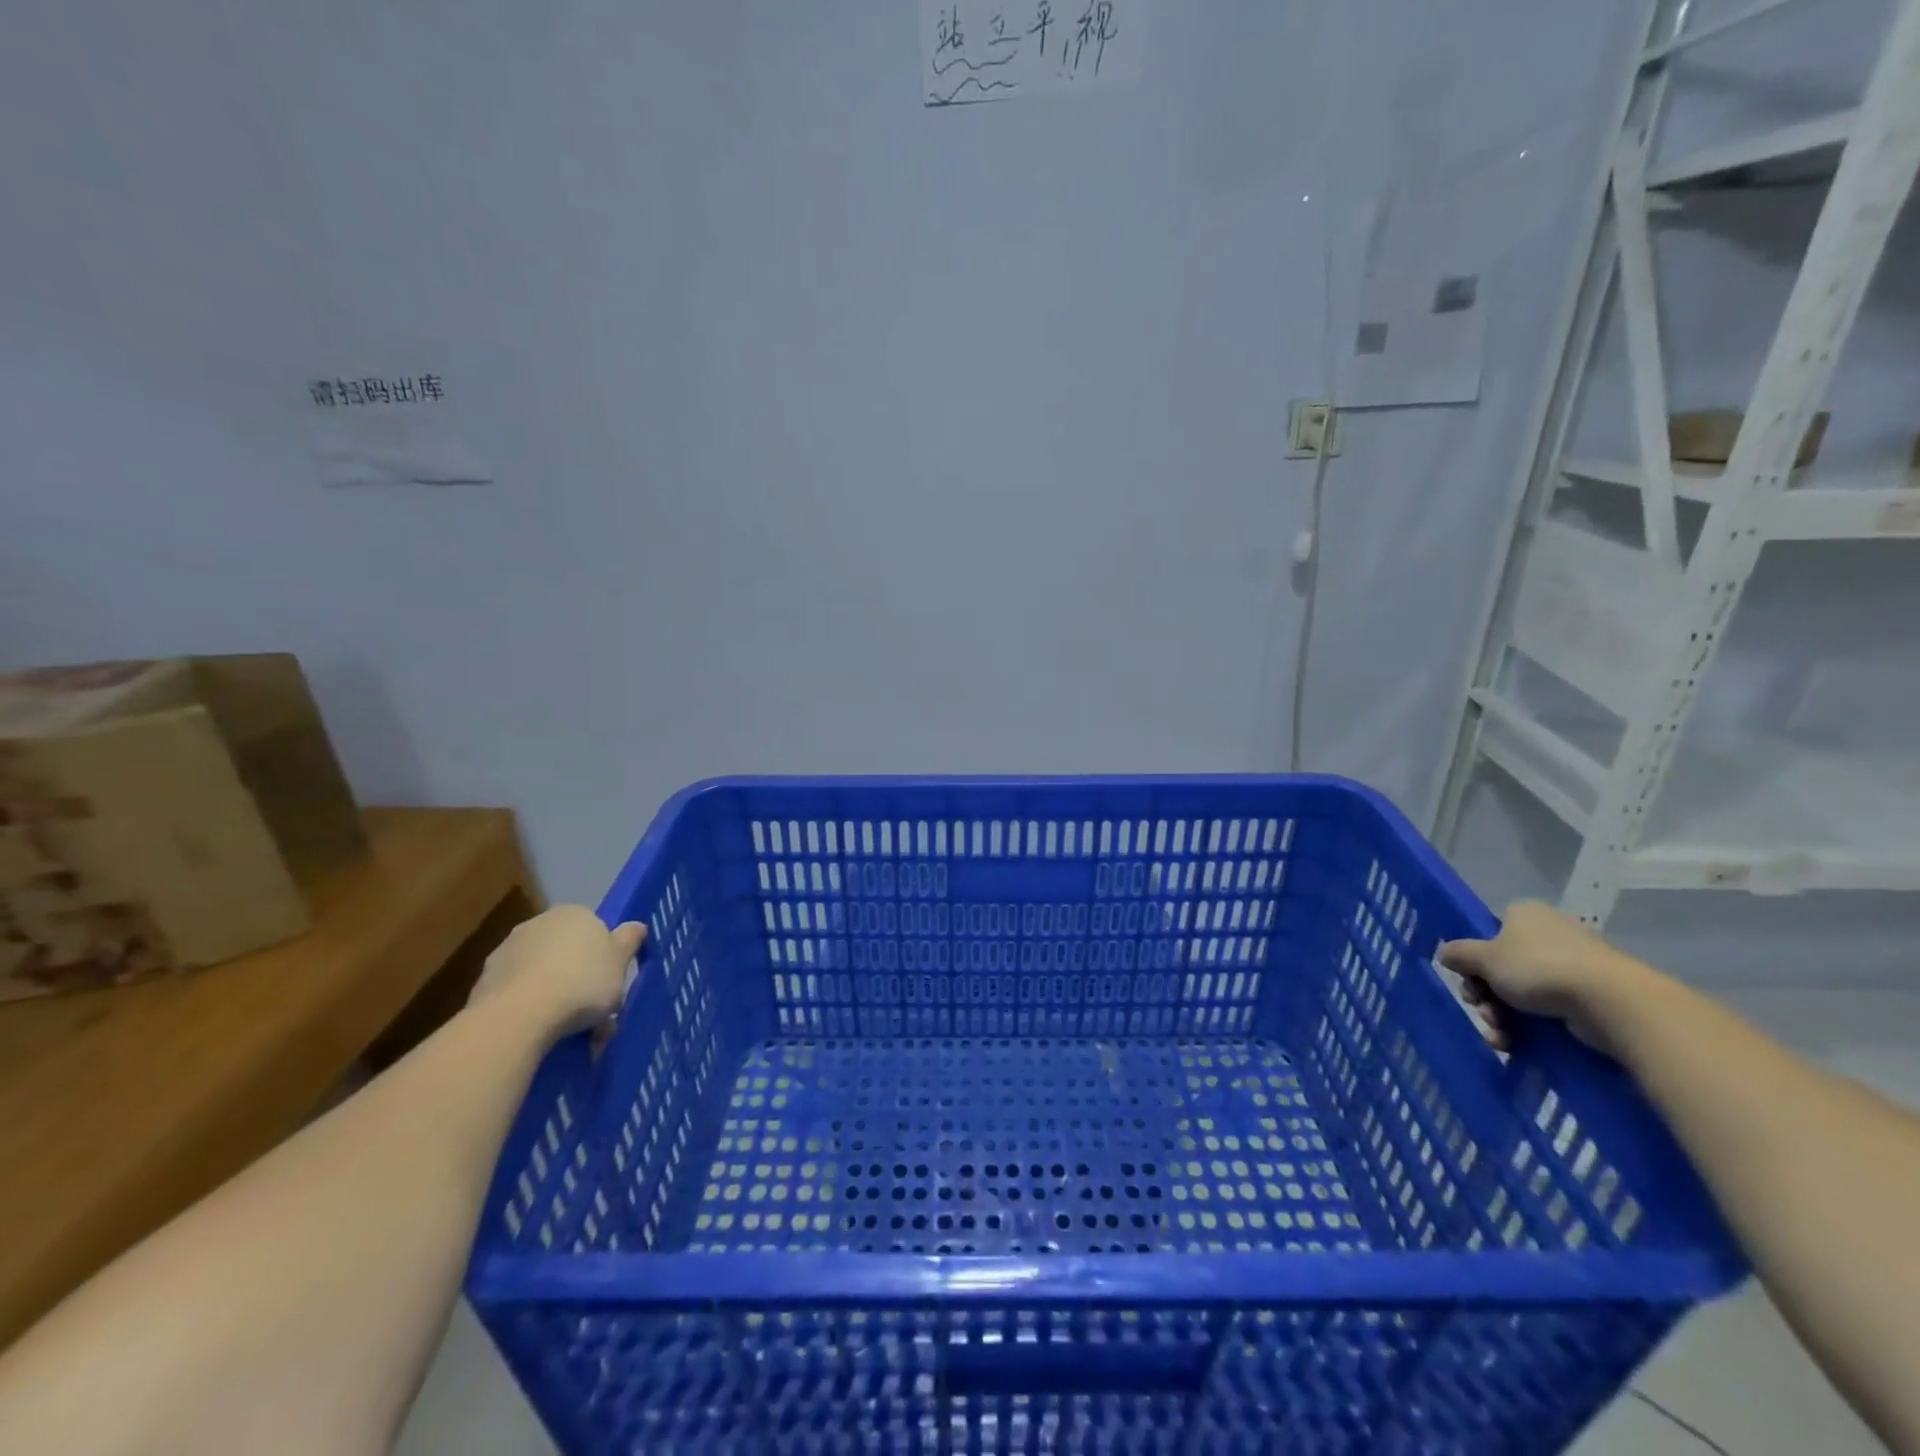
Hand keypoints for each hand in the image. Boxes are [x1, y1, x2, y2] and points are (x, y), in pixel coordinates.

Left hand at [469, 906, 644, 1036]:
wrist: (520, 1015)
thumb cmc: (582, 982)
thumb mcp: (621, 962)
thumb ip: (629, 940)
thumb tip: (637, 926)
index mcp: (575, 913)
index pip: (594, 929)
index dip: (604, 957)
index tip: (610, 983)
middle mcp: (539, 924)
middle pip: (567, 951)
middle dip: (579, 977)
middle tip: (593, 1011)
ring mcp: (508, 951)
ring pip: (542, 973)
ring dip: (555, 995)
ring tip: (570, 1031)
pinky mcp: (484, 981)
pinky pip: (519, 993)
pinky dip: (530, 1007)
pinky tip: (541, 1032)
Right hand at [1439, 900, 1653, 1057]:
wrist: (1612, 1003)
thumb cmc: (1539, 968)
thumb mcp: (1484, 958)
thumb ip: (1459, 954)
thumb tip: (1445, 953)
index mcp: (1524, 914)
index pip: (1489, 933)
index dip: (1474, 959)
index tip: (1468, 980)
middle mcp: (1549, 934)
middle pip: (1502, 967)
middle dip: (1486, 995)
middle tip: (1483, 1011)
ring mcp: (1574, 965)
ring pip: (1522, 993)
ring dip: (1502, 1016)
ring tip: (1500, 1036)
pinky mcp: (1592, 997)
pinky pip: (1549, 1010)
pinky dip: (1528, 1028)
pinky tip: (1515, 1045)